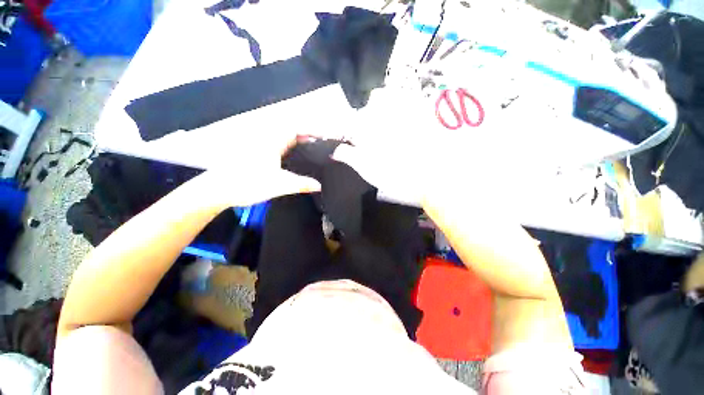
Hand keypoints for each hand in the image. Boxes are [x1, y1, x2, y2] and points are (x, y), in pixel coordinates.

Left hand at [195, 137, 321, 207]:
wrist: (218, 191)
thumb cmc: (246, 184)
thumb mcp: (278, 185)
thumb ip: (300, 184)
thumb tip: (319, 186)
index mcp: (272, 142)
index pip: (296, 128)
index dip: (312, 130)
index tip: (325, 136)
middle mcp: (267, 140)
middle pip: (292, 132)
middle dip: (309, 137)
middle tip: (323, 146)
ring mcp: (261, 147)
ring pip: (285, 139)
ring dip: (300, 143)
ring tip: (314, 152)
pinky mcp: (258, 154)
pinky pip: (280, 147)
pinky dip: (292, 150)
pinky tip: (296, 160)